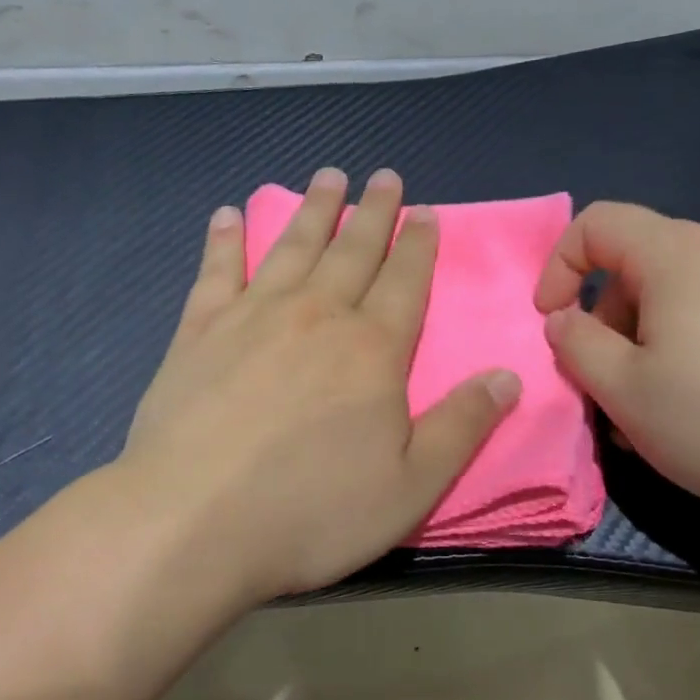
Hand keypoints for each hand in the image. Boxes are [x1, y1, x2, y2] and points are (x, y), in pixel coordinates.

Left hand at [121, 167, 520, 601]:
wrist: (191, 523)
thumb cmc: (310, 512)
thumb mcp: (410, 486)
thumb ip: (462, 426)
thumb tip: (508, 375)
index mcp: (372, 350)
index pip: (405, 281)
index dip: (418, 245)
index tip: (425, 211)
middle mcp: (316, 316)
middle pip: (352, 251)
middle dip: (373, 212)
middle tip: (384, 175)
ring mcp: (252, 317)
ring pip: (291, 247)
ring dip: (313, 209)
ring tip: (328, 176)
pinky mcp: (197, 332)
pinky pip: (216, 271)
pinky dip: (225, 239)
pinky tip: (229, 214)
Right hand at [533, 202, 699, 523]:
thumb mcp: (623, 388)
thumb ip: (575, 344)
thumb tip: (564, 320)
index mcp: (677, 254)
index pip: (596, 223)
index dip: (558, 267)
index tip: (552, 323)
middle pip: (635, 263)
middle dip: (602, 318)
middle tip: (601, 381)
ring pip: (674, 296)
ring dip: (640, 342)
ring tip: (644, 409)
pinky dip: (683, 349)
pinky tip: (694, 408)